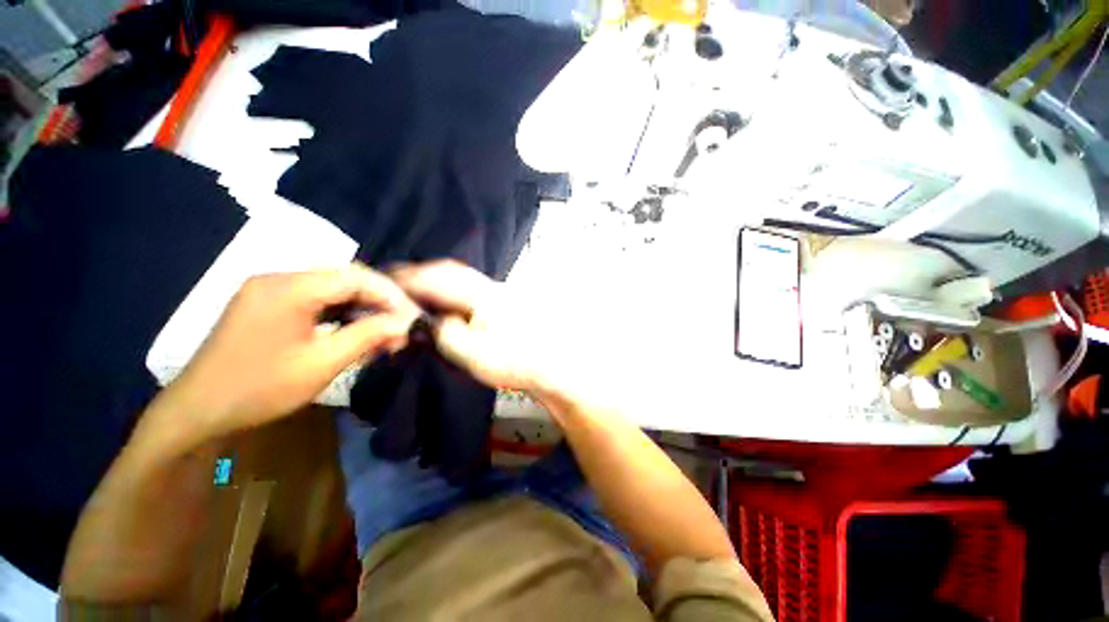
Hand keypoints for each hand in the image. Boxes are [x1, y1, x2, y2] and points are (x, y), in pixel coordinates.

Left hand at [153, 264, 420, 443]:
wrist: (197, 411)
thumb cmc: (259, 389)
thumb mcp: (321, 364)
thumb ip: (367, 336)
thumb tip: (405, 323)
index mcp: (289, 287)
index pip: (356, 277)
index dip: (391, 294)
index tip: (413, 316)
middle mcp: (278, 278)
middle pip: (345, 278)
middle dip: (379, 300)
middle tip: (400, 325)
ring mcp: (269, 289)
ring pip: (332, 287)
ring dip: (362, 306)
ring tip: (382, 329)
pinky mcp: (266, 303)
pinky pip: (315, 298)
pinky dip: (341, 311)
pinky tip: (353, 328)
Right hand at [391, 260, 578, 398]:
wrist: (549, 365)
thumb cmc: (514, 360)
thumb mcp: (471, 353)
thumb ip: (443, 332)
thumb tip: (428, 320)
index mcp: (479, 294)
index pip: (436, 279)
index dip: (407, 280)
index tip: (383, 283)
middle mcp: (488, 286)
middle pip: (448, 271)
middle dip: (419, 274)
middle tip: (394, 283)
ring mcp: (497, 293)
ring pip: (458, 278)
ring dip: (434, 281)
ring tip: (412, 291)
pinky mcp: (499, 304)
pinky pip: (467, 288)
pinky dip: (449, 290)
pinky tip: (443, 301)